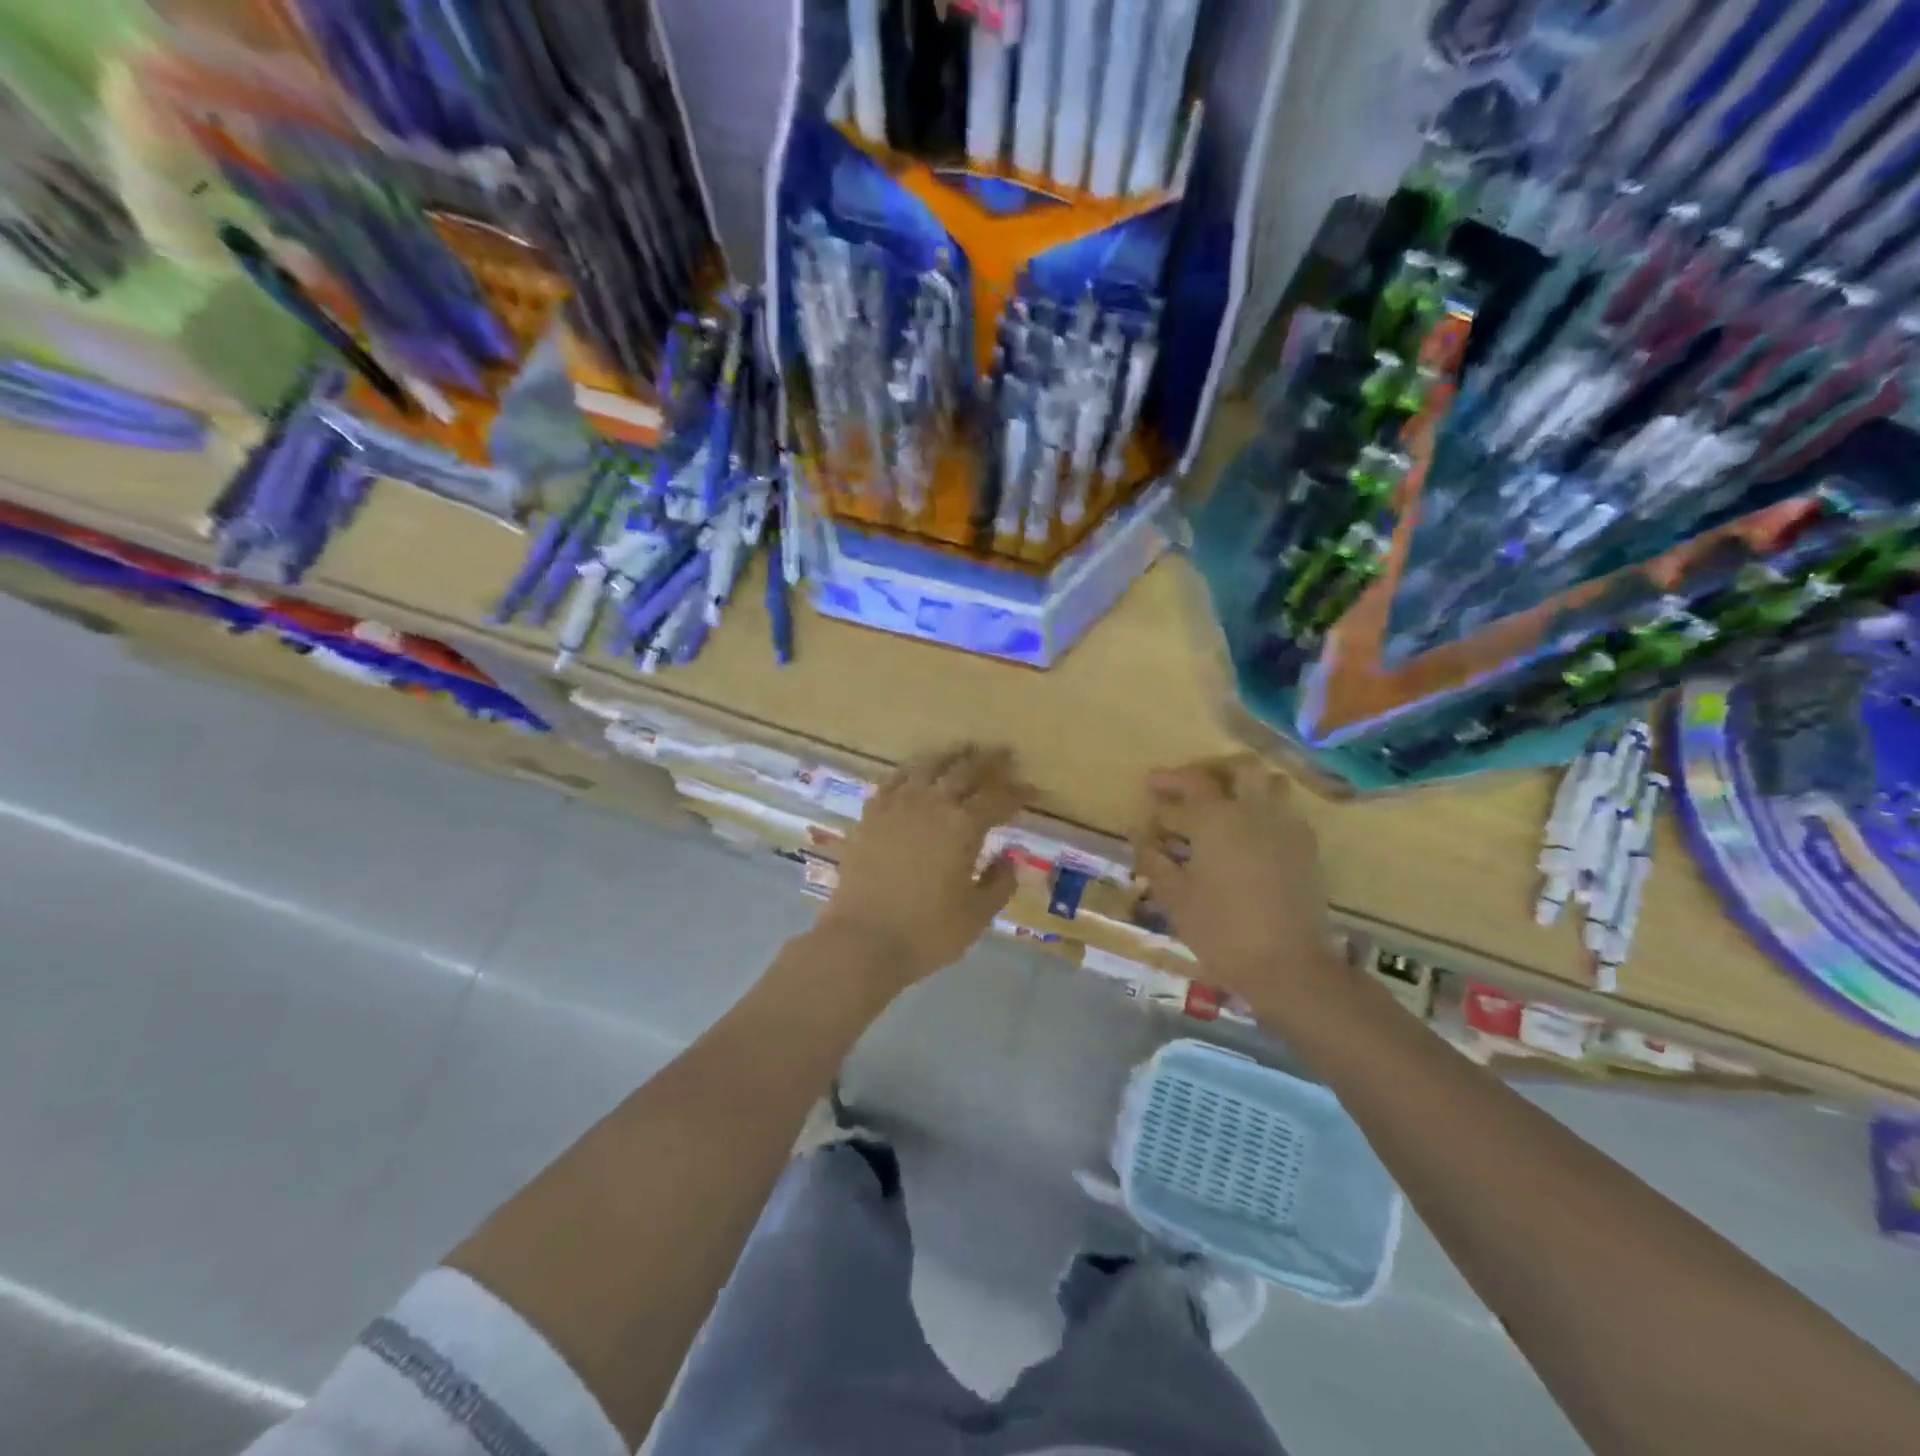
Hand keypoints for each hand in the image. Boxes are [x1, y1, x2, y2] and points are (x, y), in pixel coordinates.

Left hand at [817, 745, 1027, 988]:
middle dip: (988, 761)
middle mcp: (931, 804)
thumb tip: (1011, 858)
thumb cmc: (926, 932)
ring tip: (962, 753)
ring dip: (949, 757)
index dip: (1018, 792)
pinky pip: (893, 781)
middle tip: (1003, 754)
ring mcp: (896, 806)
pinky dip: (911, 772)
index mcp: (963, 826)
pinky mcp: (870, 816)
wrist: (861, 941)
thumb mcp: (976, 914)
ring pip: (926, 767)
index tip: (1032, 789)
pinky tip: (915, 774)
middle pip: (964, 771)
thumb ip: (999, 882)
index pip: (998, 798)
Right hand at [1133, 759, 1341, 1003]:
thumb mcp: (1174, 897)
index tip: (1149, 787)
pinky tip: (1249, 838)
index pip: (1190, 782)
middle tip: (1191, 787)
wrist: (1289, 966)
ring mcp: (1286, 828)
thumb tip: (1139, 832)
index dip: (1166, 781)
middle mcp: (1255, 811)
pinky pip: (1285, 813)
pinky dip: (1265, 812)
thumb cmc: (1221, 930)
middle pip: (1239, 767)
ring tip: (1223, 807)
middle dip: (1212, 770)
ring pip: (1270, 784)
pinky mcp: (1307, 850)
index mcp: (1217, 818)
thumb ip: (1153, 858)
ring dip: (1245, 786)